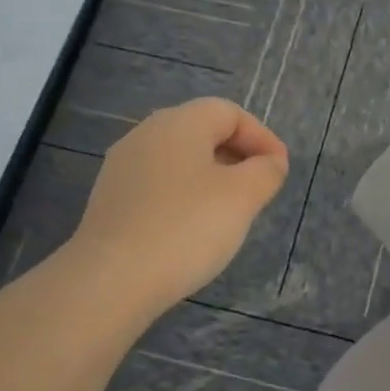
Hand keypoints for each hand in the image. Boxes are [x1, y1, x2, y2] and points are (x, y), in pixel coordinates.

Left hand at [71, 98, 290, 312]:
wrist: (112, 278)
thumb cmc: (185, 228)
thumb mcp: (242, 197)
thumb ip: (265, 172)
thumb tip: (270, 162)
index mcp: (179, 123)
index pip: (229, 112)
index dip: (261, 137)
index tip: (280, 170)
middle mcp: (145, 134)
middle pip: (200, 131)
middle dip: (236, 155)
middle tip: (258, 189)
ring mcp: (122, 167)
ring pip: (178, 160)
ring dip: (209, 178)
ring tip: (229, 212)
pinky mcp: (109, 199)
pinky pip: (157, 186)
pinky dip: (182, 197)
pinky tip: (190, 229)